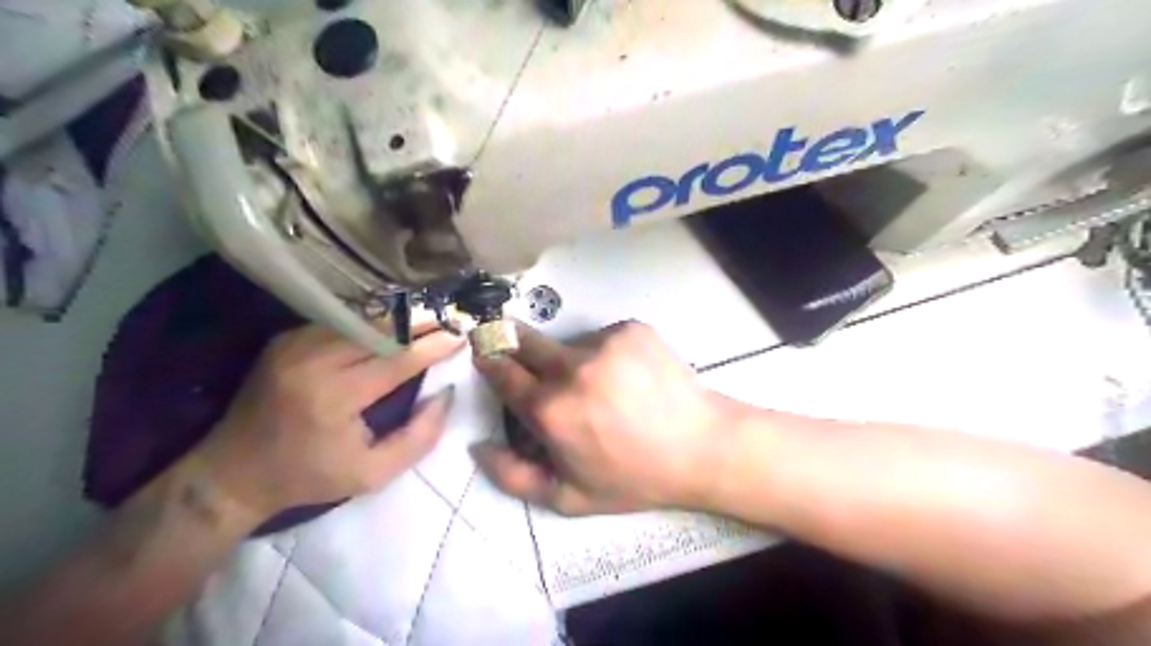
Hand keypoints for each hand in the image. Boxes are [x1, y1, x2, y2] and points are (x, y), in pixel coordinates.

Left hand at [200, 325, 462, 516]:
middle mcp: (312, 361)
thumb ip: (419, 437)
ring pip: (359, 321)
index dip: (432, 346)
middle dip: (419, 326)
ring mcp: (294, 345)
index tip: (460, 337)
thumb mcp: (373, 474)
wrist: (232, 474)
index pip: (396, 359)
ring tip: (425, 323)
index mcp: (335, 396)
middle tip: (449, 323)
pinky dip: (368, 324)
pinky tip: (388, 329)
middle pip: (379, 331)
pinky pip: (338, 323)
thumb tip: (446, 395)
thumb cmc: (309, 477)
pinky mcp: (284, 340)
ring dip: (396, 321)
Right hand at [472, 321, 740, 513]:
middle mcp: (572, 367)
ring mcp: (605, 342)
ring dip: (571, 360)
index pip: (501, 370)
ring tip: (603, 387)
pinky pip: (602, 337)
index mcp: (550, 409)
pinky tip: (627, 376)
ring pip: (568, 343)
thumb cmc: (633, 477)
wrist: (701, 447)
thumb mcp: (568, 497)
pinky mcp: (632, 328)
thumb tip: (477, 446)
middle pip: (524, 340)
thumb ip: (512, 476)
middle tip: (529, 359)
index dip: (490, 362)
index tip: (487, 355)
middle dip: (515, 345)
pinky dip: (605, 353)